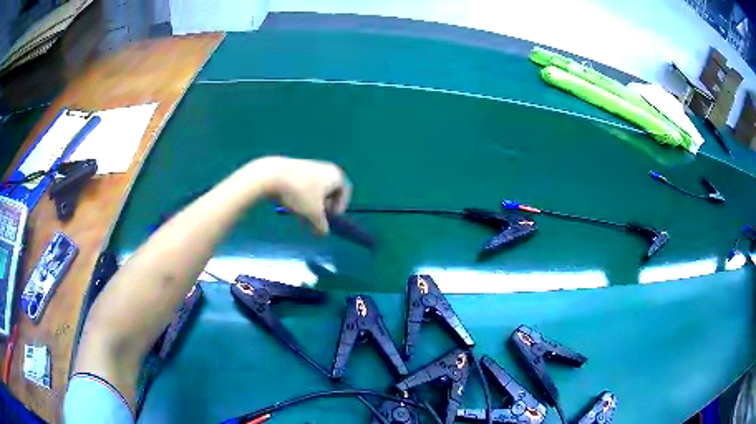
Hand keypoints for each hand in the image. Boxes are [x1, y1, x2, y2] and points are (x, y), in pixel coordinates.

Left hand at [251, 156, 351, 233]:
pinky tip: (293, 207)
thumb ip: (322, 225)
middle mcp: (326, 168)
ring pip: (316, 191)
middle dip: (324, 209)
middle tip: (316, 221)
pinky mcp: (297, 168)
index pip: (345, 193)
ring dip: (312, 206)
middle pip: (330, 192)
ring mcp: (311, 167)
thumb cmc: (300, 193)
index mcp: (336, 175)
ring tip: (302, 218)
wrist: (273, 175)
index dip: (340, 209)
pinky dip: (303, 198)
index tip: (330, 220)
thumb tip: (323, 233)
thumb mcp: (313, 214)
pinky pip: (305, 186)